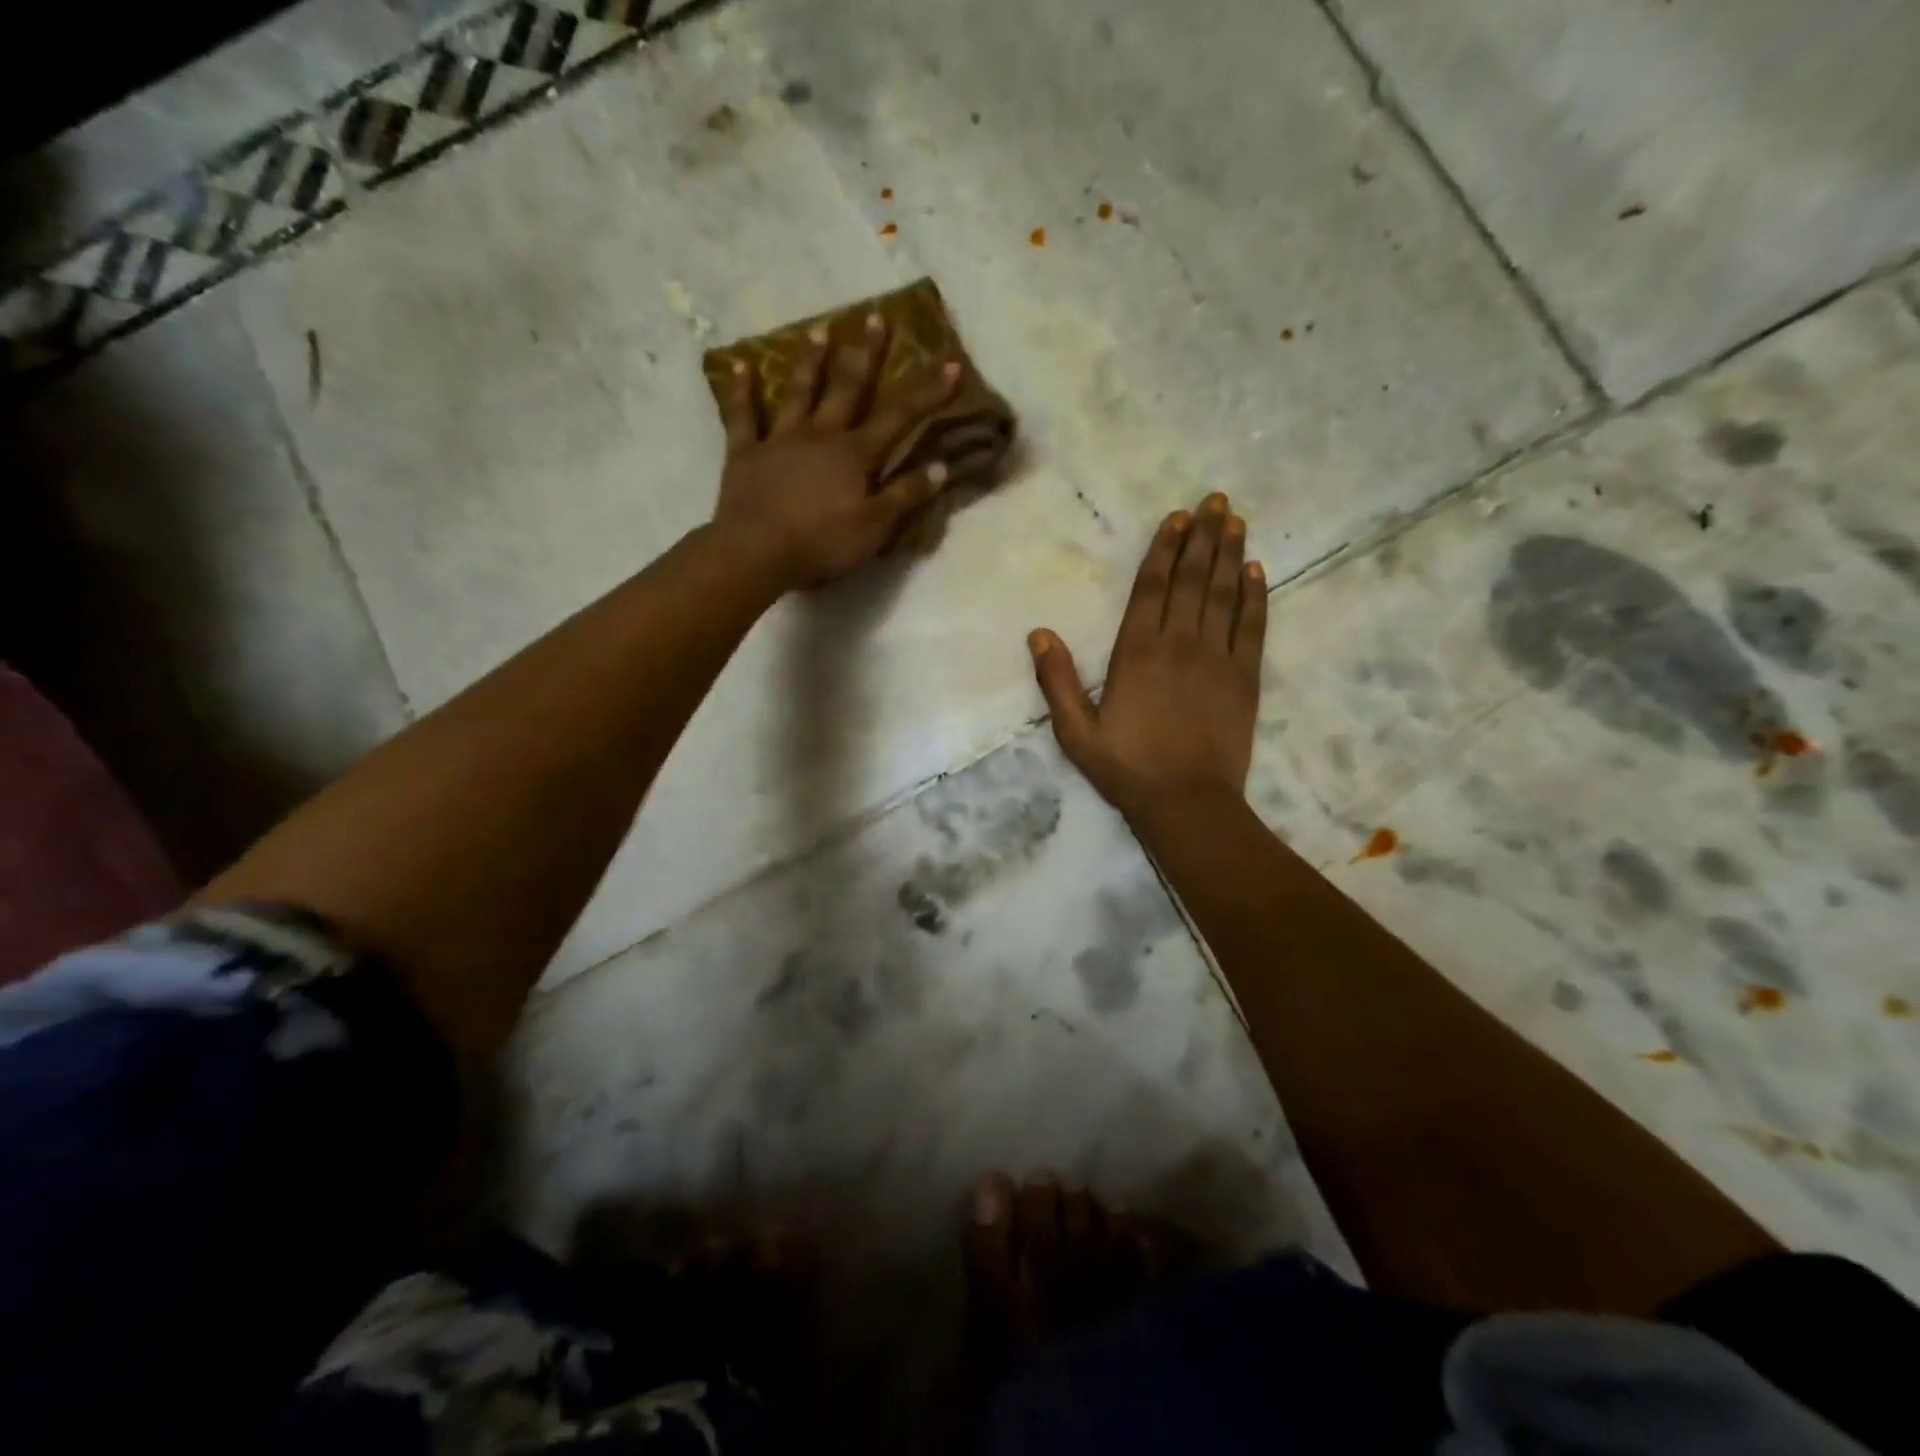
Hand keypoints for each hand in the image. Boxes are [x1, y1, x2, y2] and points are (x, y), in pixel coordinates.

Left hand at [713, 313, 961, 588]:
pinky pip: (742, 416)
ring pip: (798, 391)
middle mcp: (820, 434)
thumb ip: (906, 495)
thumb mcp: (875, 527)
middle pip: (848, 387)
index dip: (928, 392)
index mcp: (855, 454)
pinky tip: (738, 365)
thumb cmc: (822, 542)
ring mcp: (781, 439)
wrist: (757, 552)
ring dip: (810, 360)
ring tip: (819, 328)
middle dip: (866, 354)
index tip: (951, 363)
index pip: (900, 417)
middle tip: (876, 317)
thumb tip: (941, 466)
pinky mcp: (746, 453)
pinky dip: (739, 390)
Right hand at [1029, 493, 1266, 819]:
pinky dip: (1256, 597)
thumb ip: (1057, 682)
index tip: (1178, 518)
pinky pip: (1252, 627)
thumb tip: (1039, 633)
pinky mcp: (1244, 678)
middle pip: (1192, 580)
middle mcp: (1179, 644)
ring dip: (1231, 555)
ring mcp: (1216, 659)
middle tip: (1216, 501)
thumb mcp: (1076, 732)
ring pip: (1225, 595)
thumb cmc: (1127, 768)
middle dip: (1203, 538)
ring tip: (1236, 521)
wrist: (1187, 803)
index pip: (1152, 588)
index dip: (1165, 549)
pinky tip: (1257, 572)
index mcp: (1137, 652)